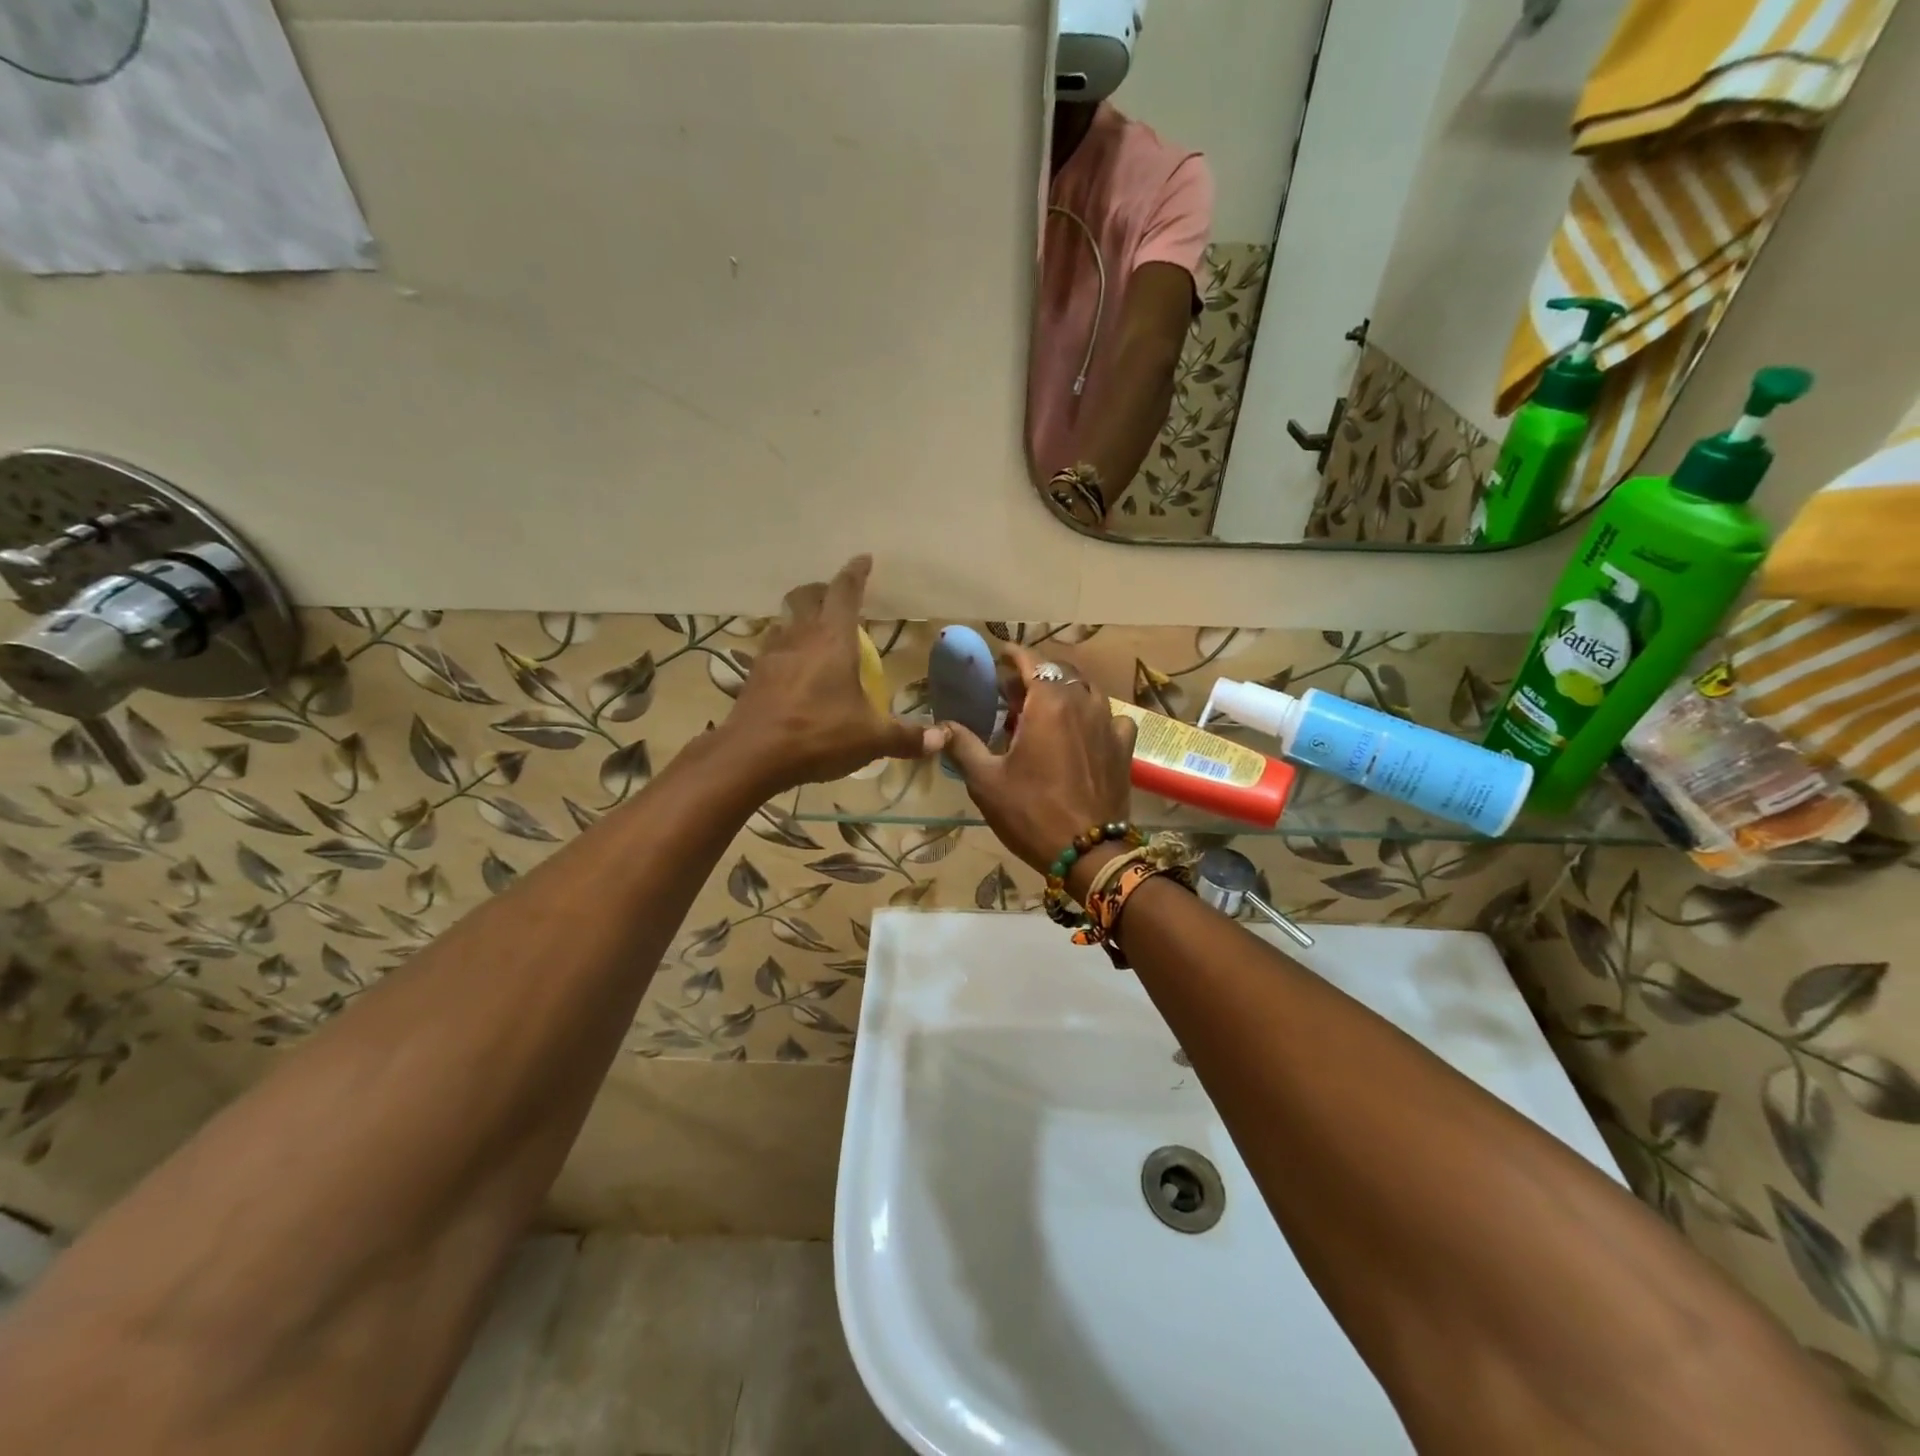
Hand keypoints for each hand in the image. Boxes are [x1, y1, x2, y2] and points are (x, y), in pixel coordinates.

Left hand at [725, 557, 937, 790]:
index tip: (864, 560)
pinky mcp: (753, 676)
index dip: (855, 573)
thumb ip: (906, 736)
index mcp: (833, 639)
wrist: (752, 756)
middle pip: (807, 596)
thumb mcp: (871, 738)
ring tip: (816, 634)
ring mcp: (771, 654)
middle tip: (838, 598)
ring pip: (785, 621)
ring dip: (801, 618)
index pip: (845, 592)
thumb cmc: (818, 734)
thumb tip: (941, 739)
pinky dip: (785, 649)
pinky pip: (771, 649)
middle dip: (823, 590)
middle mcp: (800, 636)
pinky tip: (792, 669)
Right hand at [941, 644, 1136, 873]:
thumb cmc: (1031, 812)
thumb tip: (942, 725)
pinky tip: (1084, 732)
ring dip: (1064, 693)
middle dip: (1036, 675)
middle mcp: (1083, 702)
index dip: (1013, 654)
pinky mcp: (1124, 746)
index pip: (1031, 660)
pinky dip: (1093, 716)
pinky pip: (1110, 717)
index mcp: (1049, 703)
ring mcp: (1109, 723)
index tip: (1000, 655)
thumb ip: (963, 745)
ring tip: (1045, 711)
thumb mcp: (986, 781)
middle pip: (1059, 672)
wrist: (1088, 851)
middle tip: (1013, 692)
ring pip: (1086, 691)